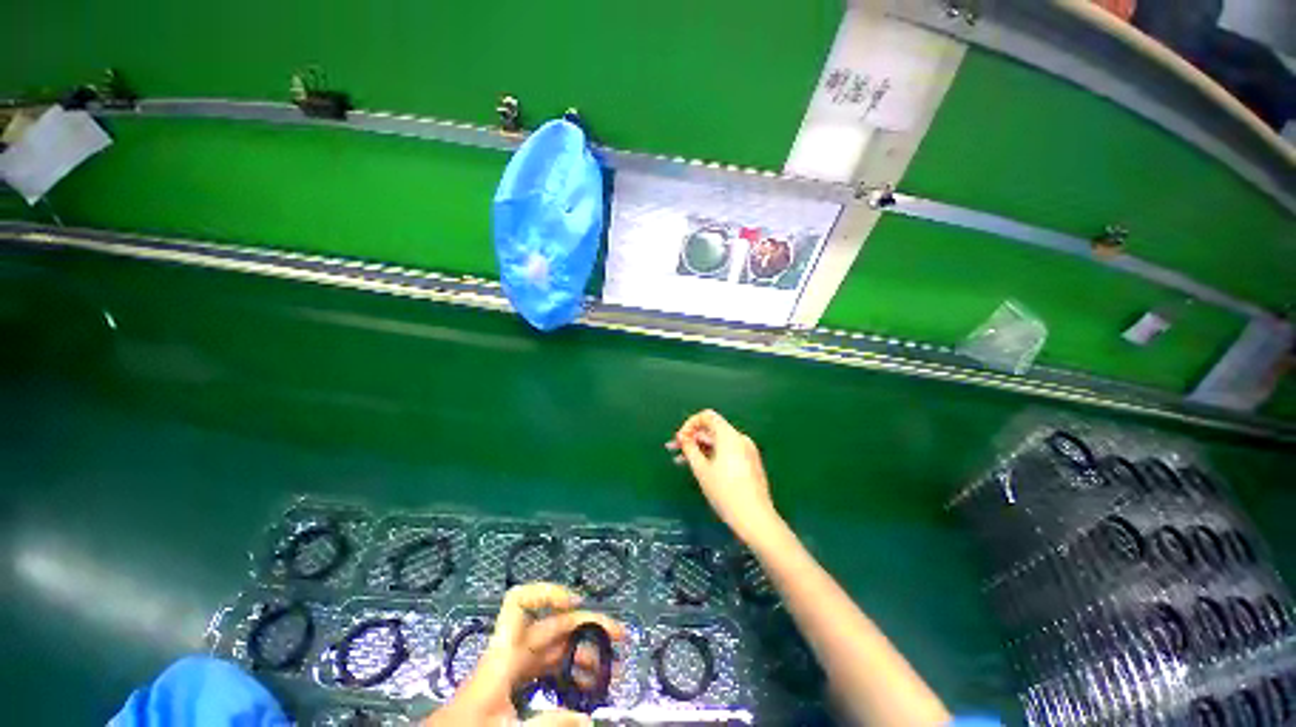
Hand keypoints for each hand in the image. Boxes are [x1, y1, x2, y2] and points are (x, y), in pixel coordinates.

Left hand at [440, 583, 623, 724]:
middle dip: (587, 628)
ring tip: (610, 671)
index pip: (519, 602)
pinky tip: (586, 688)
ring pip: (554, 650)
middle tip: (620, 641)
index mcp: (504, 654)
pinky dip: (569, 675)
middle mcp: (511, 654)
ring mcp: (513, 672)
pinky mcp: (513, 690)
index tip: (577, 603)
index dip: (548, 593)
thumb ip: (548, 724)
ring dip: (582, 654)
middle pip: (552, 627)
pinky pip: (548, 672)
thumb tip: (589, 720)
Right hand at [667, 410, 781, 545]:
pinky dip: (711, 455)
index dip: (690, 424)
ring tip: (680, 460)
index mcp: (729, 435)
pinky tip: (699, 467)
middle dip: (691, 438)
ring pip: (718, 442)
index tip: (679, 439)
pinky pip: (727, 452)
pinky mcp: (749, 463)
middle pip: (712, 430)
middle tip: (672, 449)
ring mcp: (747, 451)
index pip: (707, 416)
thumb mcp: (701, 470)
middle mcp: (740, 438)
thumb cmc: (725, 492)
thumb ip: (690, 449)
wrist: (754, 518)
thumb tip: (684, 437)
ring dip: (699, 448)